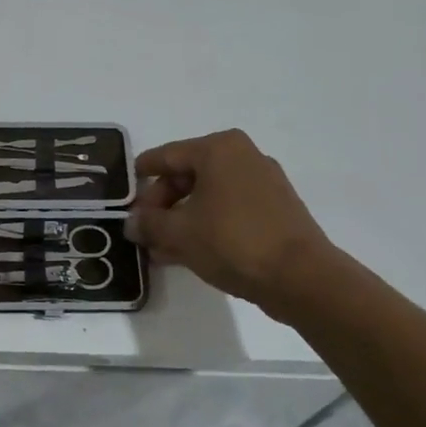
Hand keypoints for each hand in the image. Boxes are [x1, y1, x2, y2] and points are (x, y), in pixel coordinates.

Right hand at [127, 130, 339, 310]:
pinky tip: (188, 252)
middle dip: (162, 205)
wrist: (301, 277)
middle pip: (187, 176)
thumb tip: (132, 223)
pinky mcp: (276, 209)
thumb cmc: (233, 241)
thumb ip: (149, 224)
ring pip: (208, 196)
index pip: (166, 156)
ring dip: (181, 220)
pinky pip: (229, 210)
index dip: (141, 177)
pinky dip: (207, 225)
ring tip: (160, 249)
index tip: (124, 195)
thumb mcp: (179, 233)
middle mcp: (243, 156)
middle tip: (144, 230)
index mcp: (218, 149)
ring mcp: (263, 182)